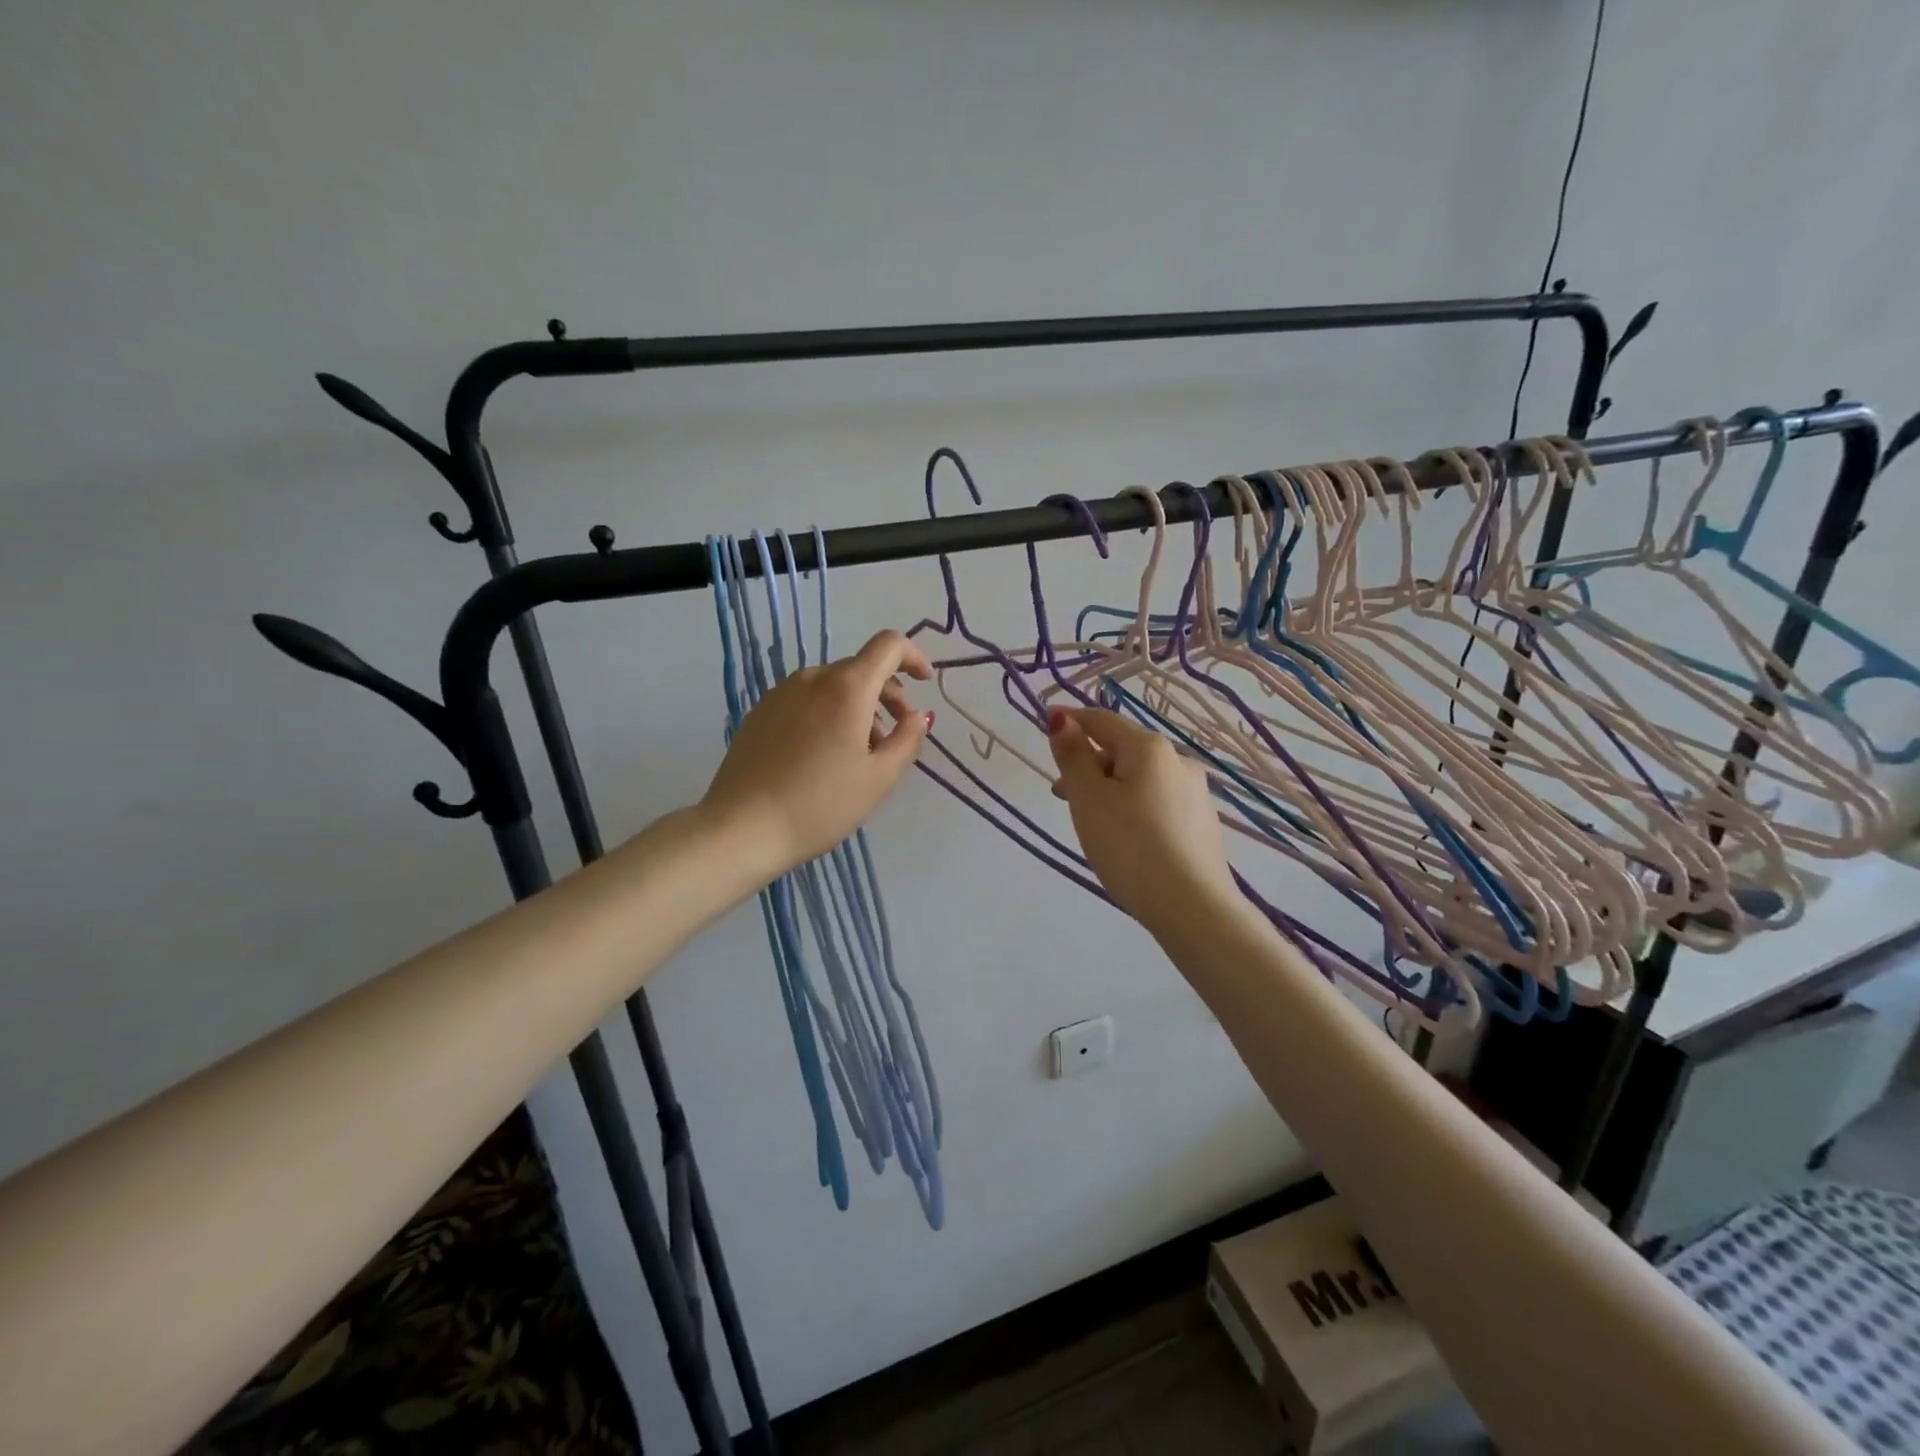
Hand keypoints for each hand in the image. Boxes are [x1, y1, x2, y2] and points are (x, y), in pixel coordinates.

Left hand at [701, 629, 933, 879]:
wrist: (742, 828)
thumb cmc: (821, 805)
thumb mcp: (879, 778)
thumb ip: (908, 740)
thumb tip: (918, 716)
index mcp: (847, 687)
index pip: (889, 645)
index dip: (913, 657)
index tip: (925, 684)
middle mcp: (813, 678)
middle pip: (861, 668)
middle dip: (887, 694)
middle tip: (894, 737)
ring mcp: (781, 693)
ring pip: (832, 686)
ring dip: (857, 707)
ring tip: (859, 754)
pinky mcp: (760, 712)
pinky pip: (806, 700)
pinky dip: (828, 714)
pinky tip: (823, 756)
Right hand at [1047, 705, 1235, 933]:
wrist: (1193, 908)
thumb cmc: (1130, 847)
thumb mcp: (1089, 799)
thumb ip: (1073, 756)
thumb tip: (1062, 718)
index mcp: (1149, 748)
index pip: (1101, 720)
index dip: (1071, 720)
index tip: (1046, 723)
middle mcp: (1178, 761)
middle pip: (1122, 749)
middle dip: (1089, 764)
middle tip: (1063, 796)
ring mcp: (1195, 793)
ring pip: (1140, 778)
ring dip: (1110, 788)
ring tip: (1093, 823)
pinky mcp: (1202, 823)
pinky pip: (1158, 801)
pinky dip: (1133, 807)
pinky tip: (1127, 839)